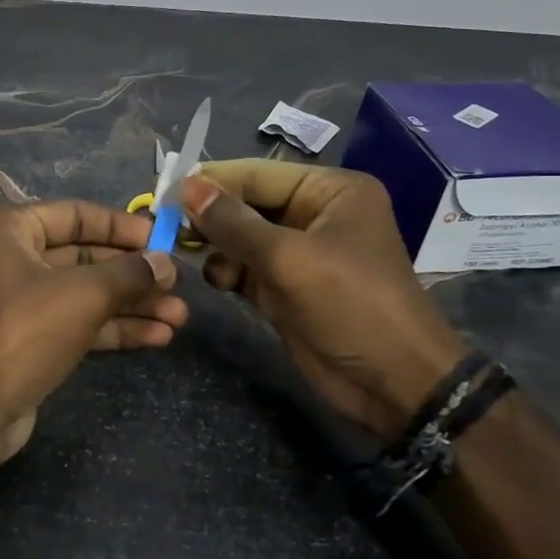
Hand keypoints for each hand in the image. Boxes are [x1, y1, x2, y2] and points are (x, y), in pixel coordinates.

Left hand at [0, 201, 184, 467]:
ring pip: (85, 292)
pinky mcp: (30, 338)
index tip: (163, 239)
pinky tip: (158, 337)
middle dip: (133, 274)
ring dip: (131, 304)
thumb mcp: (84, 293)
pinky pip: (78, 321)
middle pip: (83, 255)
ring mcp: (19, 300)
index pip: (75, 214)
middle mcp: (9, 257)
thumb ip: (130, 273)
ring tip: (180, 317)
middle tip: (178, 284)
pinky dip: (114, 327)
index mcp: (7, 228)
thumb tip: (166, 263)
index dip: (122, 227)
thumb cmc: (27, 329)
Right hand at [181, 162, 467, 437]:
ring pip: (241, 236)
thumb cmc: (351, 305)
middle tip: (165, 224)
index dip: (212, 180)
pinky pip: (245, 266)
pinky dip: (227, 270)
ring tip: (186, 253)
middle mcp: (314, 213)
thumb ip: (234, 222)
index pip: (258, 174)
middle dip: (210, 215)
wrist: (395, 384)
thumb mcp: (290, 259)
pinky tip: (217, 281)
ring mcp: (300, 252)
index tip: (165, 188)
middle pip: (247, 203)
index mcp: (329, 191)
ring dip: (215, 245)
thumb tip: (186, 187)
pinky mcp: (286, 286)